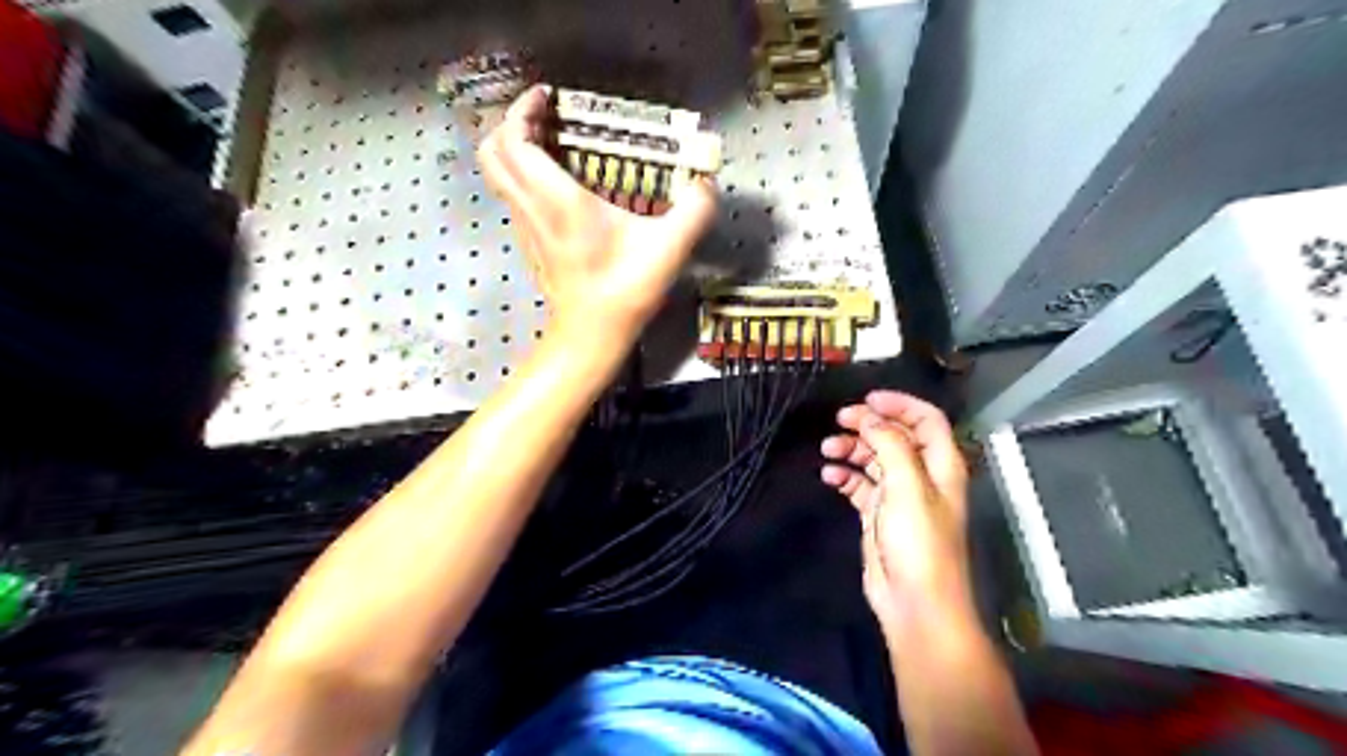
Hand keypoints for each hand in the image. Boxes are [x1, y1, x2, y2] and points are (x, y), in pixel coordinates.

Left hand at [479, 82, 720, 338]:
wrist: (592, 334)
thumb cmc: (624, 291)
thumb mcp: (668, 249)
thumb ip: (694, 211)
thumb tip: (706, 184)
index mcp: (559, 201)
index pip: (515, 141)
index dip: (522, 110)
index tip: (546, 97)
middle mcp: (532, 209)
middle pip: (492, 153)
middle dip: (510, 124)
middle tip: (545, 118)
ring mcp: (525, 228)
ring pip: (499, 176)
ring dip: (516, 150)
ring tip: (551, 143)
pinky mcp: (529, 243)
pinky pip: (513, 197)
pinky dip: (524, 176)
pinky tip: (558, 184)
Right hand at [823, 392, 968, 635]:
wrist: (914, 602)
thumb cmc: (919, 542)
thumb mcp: (907, 486)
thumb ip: (891, 445)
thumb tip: (870, 418)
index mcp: (940, 465)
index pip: (926, 420)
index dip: (900, 404)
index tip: (867, 399)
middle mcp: (921, 475)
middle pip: (896, 436)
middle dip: (869, 424)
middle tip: (839, 419)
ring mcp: (899, 495)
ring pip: (874, 459)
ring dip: (852, 449)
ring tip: (827, 449)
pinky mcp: (878, 514)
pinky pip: (860, 484)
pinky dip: (845, 476)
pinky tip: (829, 475)